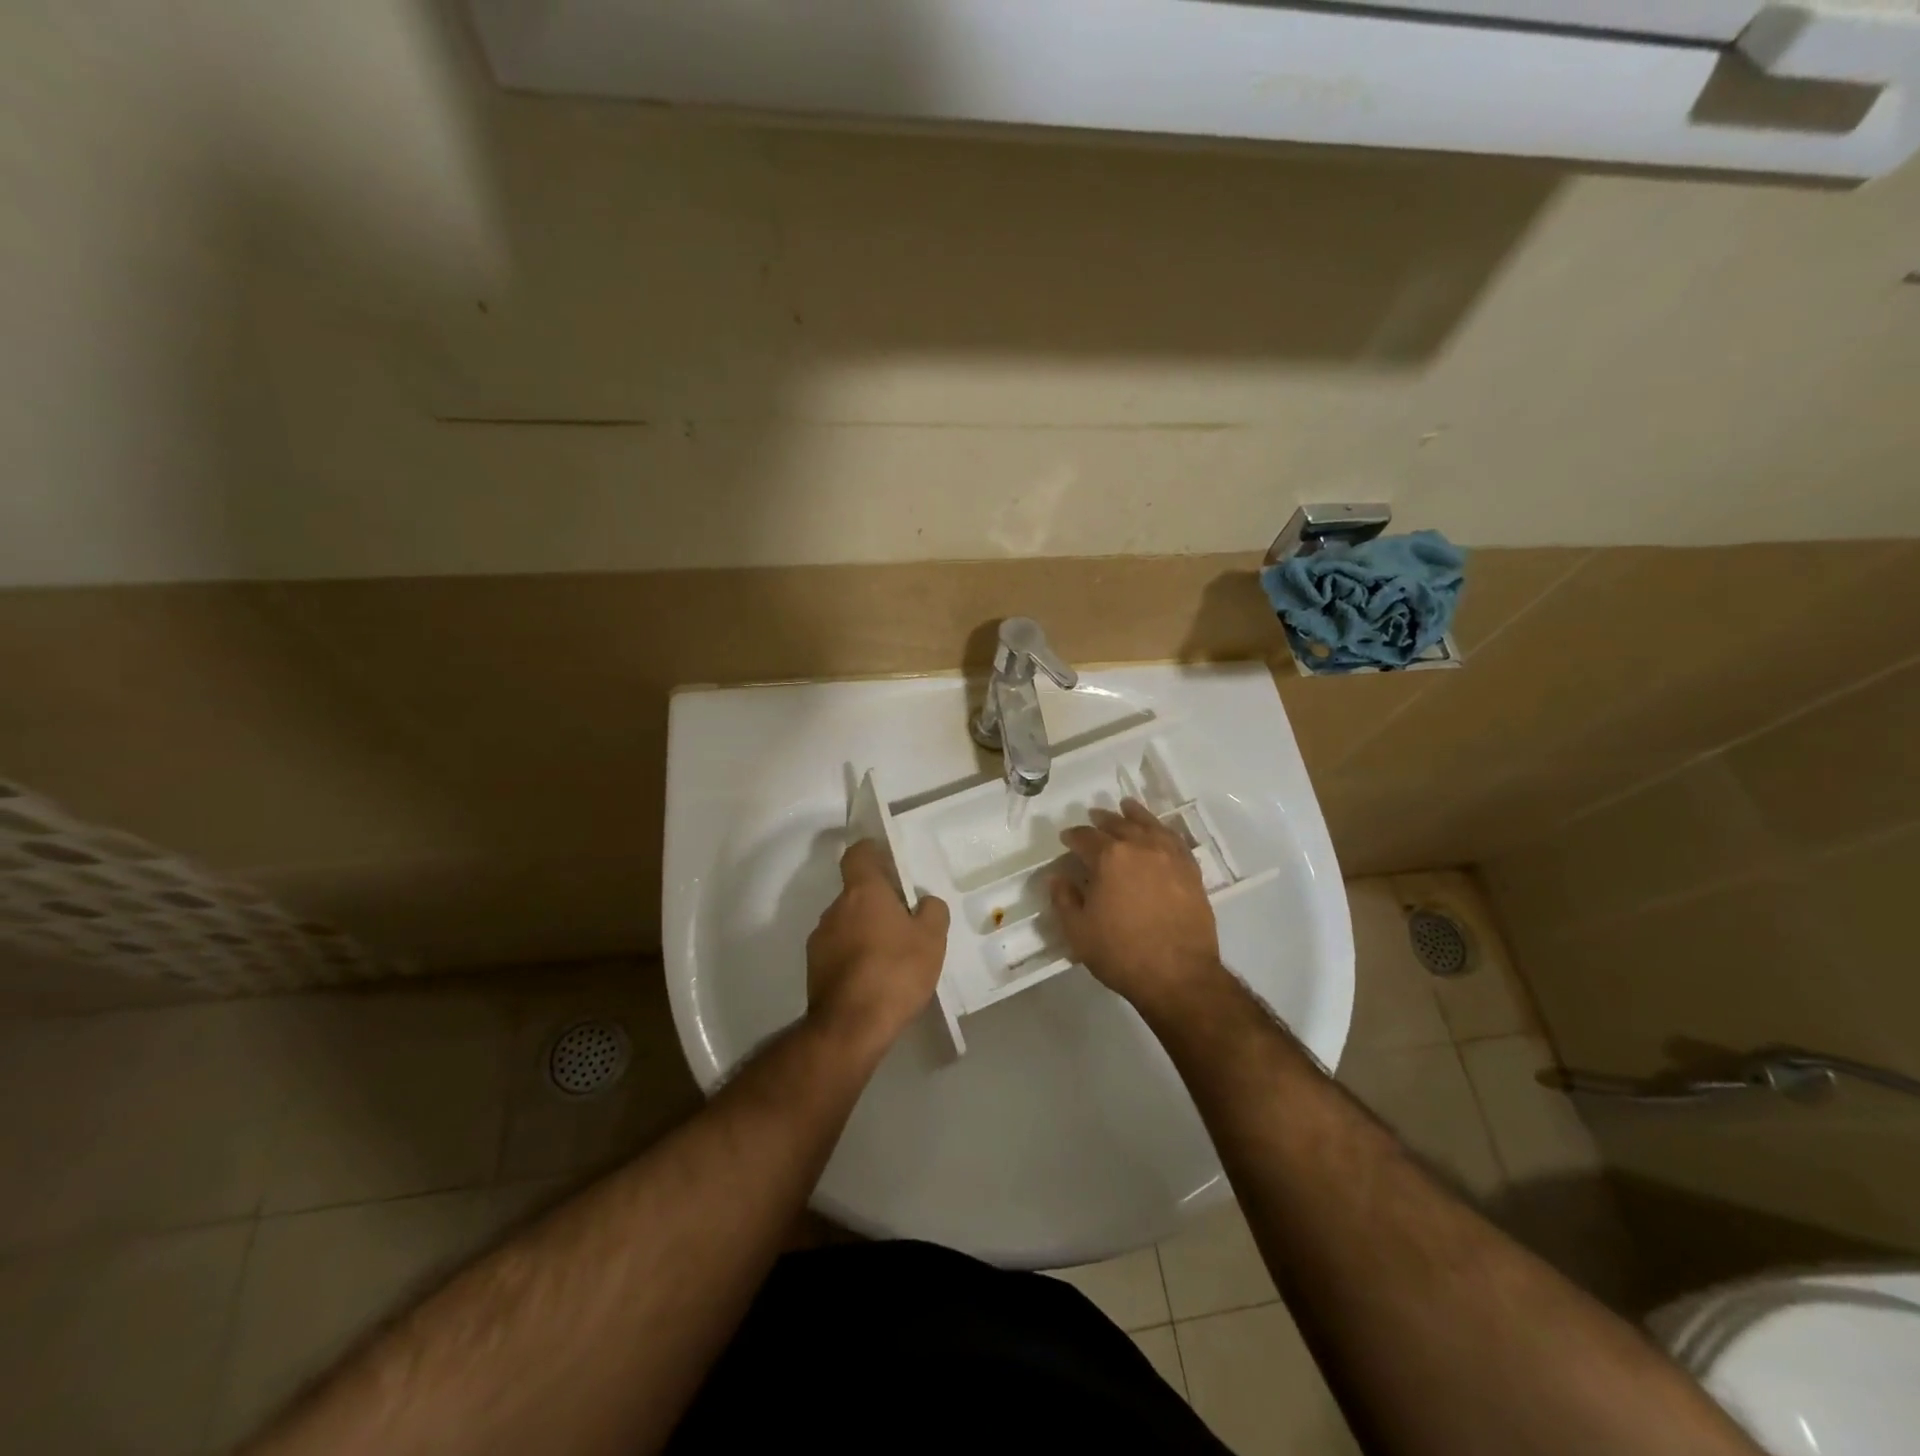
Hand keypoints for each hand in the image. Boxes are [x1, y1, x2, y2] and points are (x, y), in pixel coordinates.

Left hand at [806, 839, 950, 1056]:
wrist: (850, 1026)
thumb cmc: (895, 971)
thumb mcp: (932, 939)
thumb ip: (932, 911)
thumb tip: (924, 903)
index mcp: (862, 892)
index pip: (858, 854)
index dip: (872, 852)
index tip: (887, 860)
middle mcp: (835, 909)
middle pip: (856, 893)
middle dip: (877, 902)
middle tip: (905, 921)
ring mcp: (819, 939)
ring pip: (847, 923)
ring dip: (865, 931)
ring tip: (892, 956)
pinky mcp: (813, 969)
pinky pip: (839, 951)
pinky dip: (855, 957)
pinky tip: (875, 979)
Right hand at [1051, 799, 1223, 1017]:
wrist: (1179, 975)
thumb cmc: (1121, 953)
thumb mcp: (1078, 931)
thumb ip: (1064, 899)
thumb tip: (1057, 877)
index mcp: (1109, 857)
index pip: (1085, 837)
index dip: (1073, 836)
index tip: (1066, 839)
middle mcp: (1140, 846)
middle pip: (1118, 824)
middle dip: (1102, 820)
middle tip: (1093, 817)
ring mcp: (1169, 856)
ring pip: (1149, 825)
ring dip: (1134, 815)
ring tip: (1126, 807)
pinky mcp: (1191, 870)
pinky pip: (1174, 839)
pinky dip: (1162, 830)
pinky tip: (1159, 831)